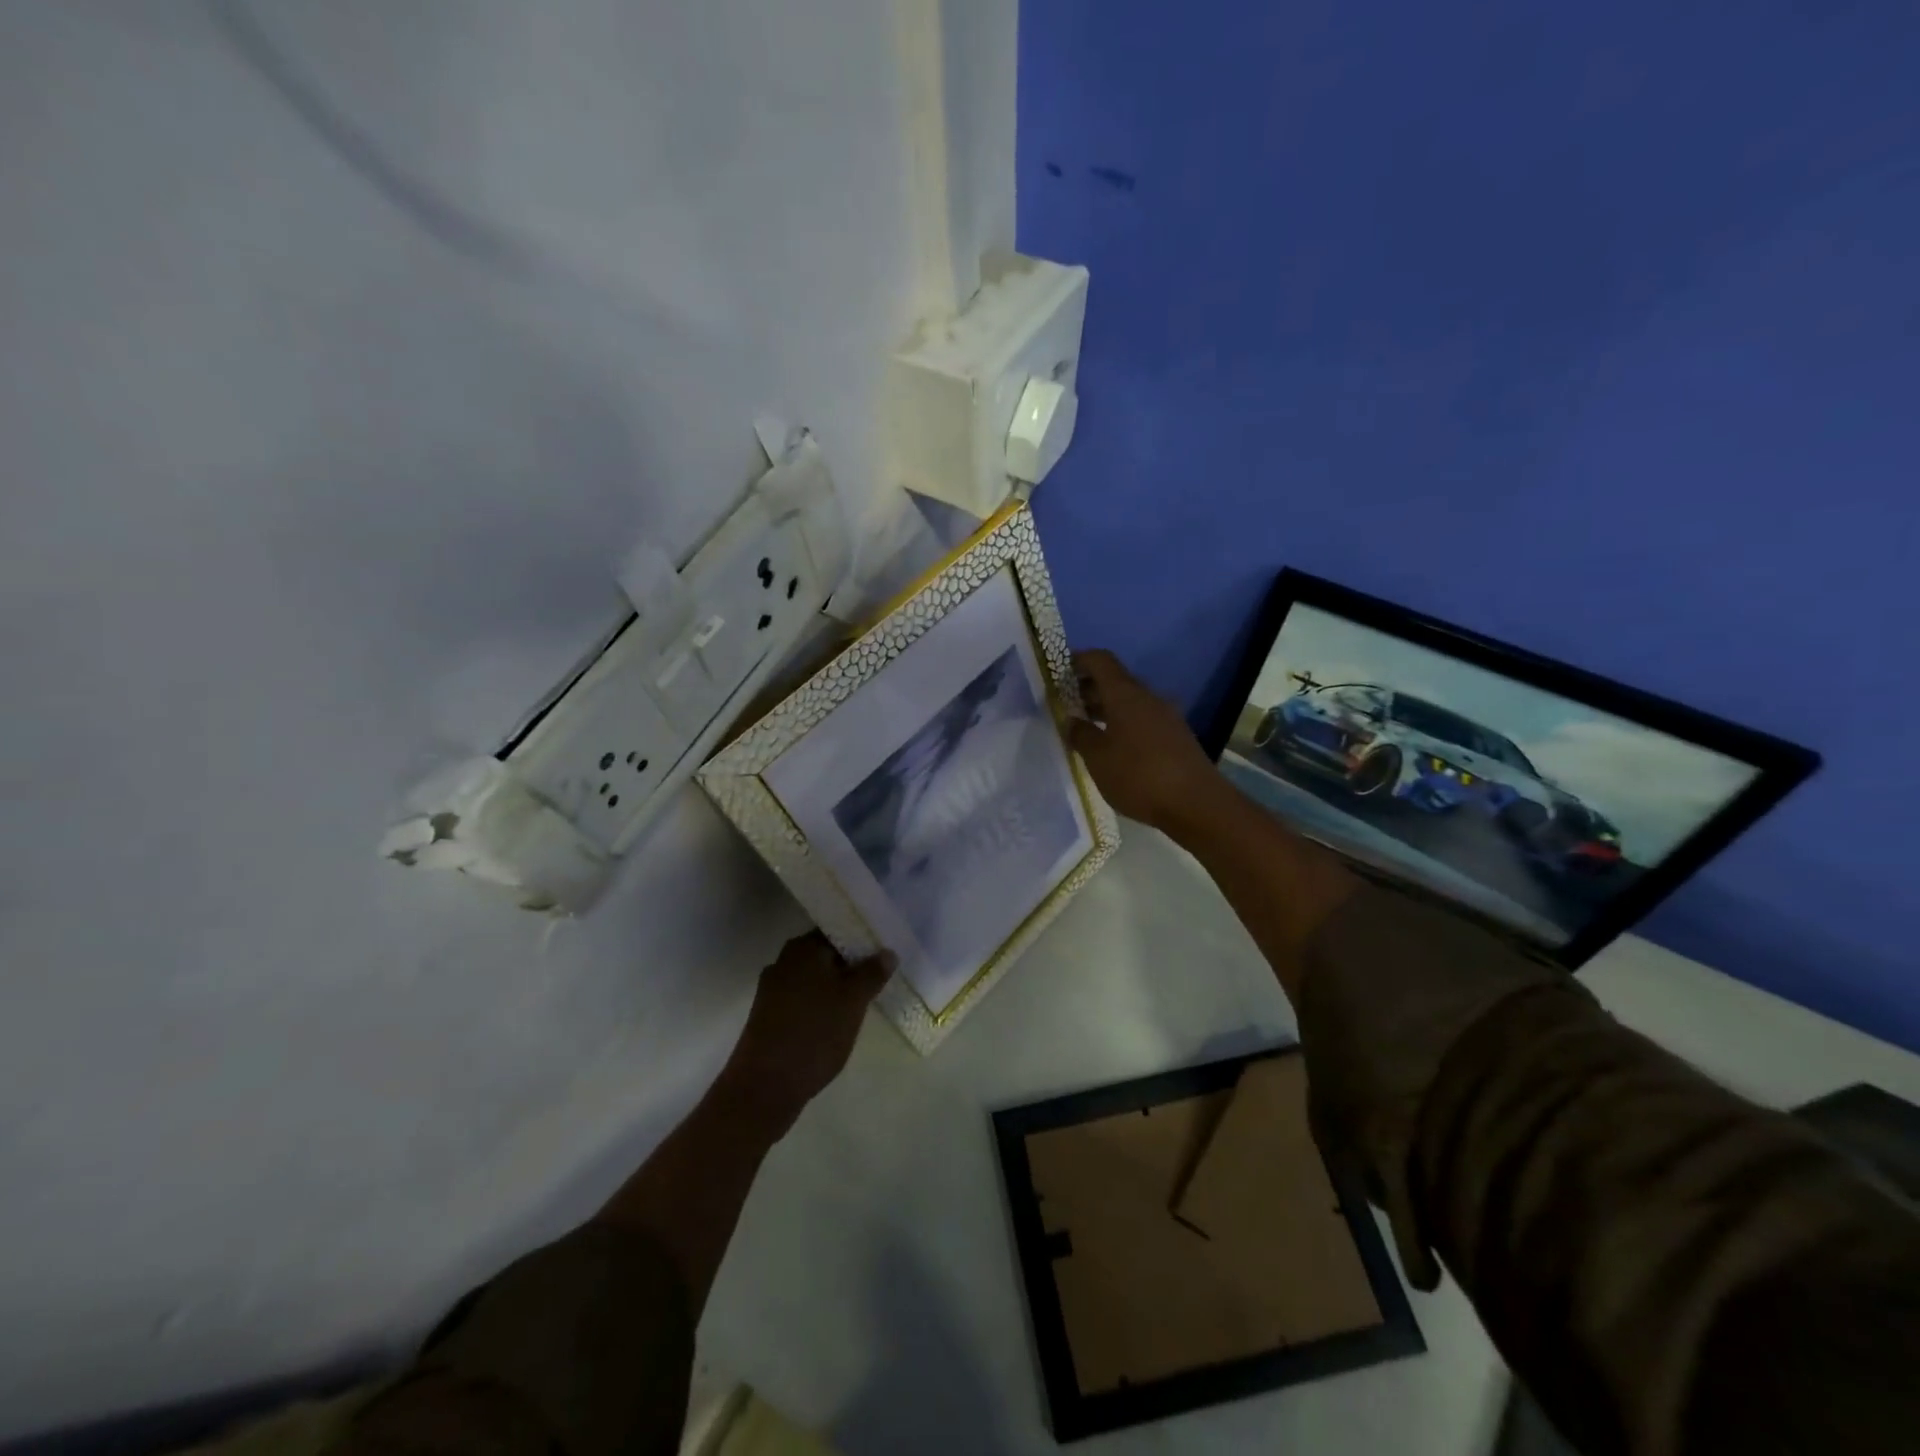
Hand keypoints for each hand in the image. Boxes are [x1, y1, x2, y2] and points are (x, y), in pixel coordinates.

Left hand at [721, 932, 894, 1131]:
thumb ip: (872, 973)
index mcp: (803, 948)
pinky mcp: (768, 1016)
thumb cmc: (814, 1033)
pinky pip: (802, 999)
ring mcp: (772, 989)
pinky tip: (836, 1022)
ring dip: (836, 987)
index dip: (862, 941)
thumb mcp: (853, 1001)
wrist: (764, 1087)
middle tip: (878, 979)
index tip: (883, 954)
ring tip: (862, 1002)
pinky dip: (820, 1005)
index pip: (838, 931)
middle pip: (825, 955)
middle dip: (850, 965)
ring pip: (814, 979)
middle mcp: (784, 961)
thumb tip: (887, 952)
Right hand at [1069, 649, 1221, 835]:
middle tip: (1065, 703)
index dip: (1079, 660)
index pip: (1100, 661)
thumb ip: (1081, 735)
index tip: (1059, 671)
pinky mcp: (1175, 736)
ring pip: (1129, 701)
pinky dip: (1122, 722)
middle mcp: (1147, 697)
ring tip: (1084, 726)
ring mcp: (1165, 716)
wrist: (1196, 803)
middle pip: (1115, 680)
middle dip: (1088, 687)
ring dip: (1106, 707)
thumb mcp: (1098, 758)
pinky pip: (1142, 718)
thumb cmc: (1139, 775)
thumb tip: (1071, 720)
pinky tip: (1111, 745)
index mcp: (1125, 694)